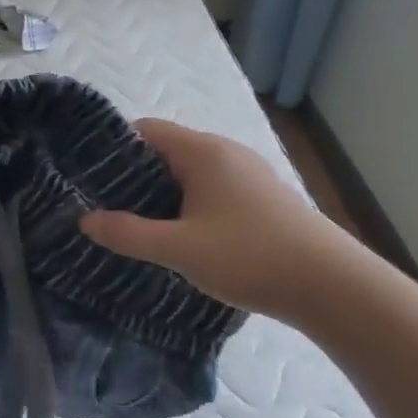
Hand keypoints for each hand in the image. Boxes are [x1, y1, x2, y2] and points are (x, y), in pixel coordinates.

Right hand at [80, 118, 355, 319]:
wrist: (332, 286)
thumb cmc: (249, 256)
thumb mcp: (178, 248)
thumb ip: (127, 233)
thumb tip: (84, 220)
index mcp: (203, 152)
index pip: (145, 130)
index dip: (113, 148)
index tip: (87, 176)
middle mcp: (226, 153)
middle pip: (166, 151)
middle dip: (132, 175)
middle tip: (102, 205)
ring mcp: (248, 175)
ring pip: (189, 173)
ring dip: (160, 193)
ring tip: (133, 223)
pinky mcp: (261, 199)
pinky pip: (210, 190)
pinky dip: (187, 204)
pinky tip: (178, 235)